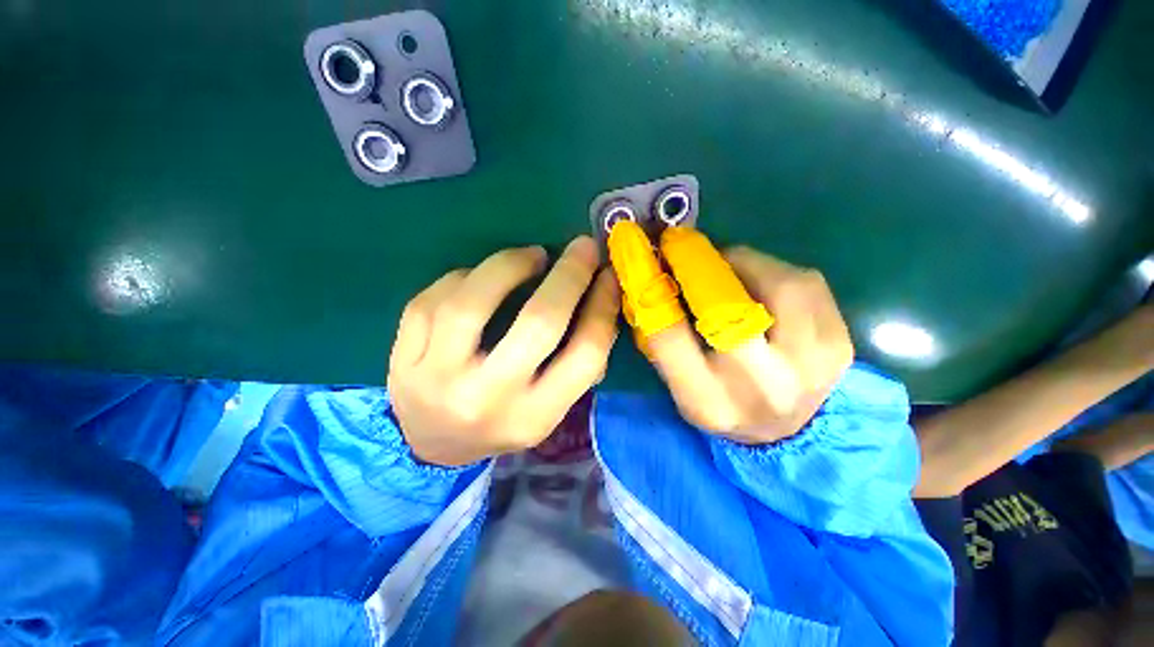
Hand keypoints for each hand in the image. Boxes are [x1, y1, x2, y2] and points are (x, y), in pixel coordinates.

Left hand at [388, 237, 619, 465]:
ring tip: (530, 255)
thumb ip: (576, 363)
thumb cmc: (503, 422)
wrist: (433, 446)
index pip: (585, 355)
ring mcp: (436, 378)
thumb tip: (598, 297)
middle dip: (568, 276)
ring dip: (509, 264)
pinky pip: (431, 300)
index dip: (602, 307)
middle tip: (581, 248)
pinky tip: (479, 278)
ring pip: (473, 302)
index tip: (607, 276)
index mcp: (534, 416)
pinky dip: (463, 277)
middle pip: (538, 324)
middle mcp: (488, 399)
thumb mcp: (549, 407)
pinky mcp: (402, 359)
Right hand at [644, 243, 853, 443]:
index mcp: (707, 398)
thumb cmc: (720, 404)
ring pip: (779, 285)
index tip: (649, 257)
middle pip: (728, 308)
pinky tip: (761, 280)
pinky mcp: (839, 344)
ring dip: (745, 262)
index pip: (668, 336)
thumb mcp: (677, 384)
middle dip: (701, 266)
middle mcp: (760, 384)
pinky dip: (777, 270)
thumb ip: (662, 339)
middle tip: (685, 246)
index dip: (654, 288)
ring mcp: (810, 365)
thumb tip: (654, 280)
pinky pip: (808, 284)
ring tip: (727, 265)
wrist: (786, 434)